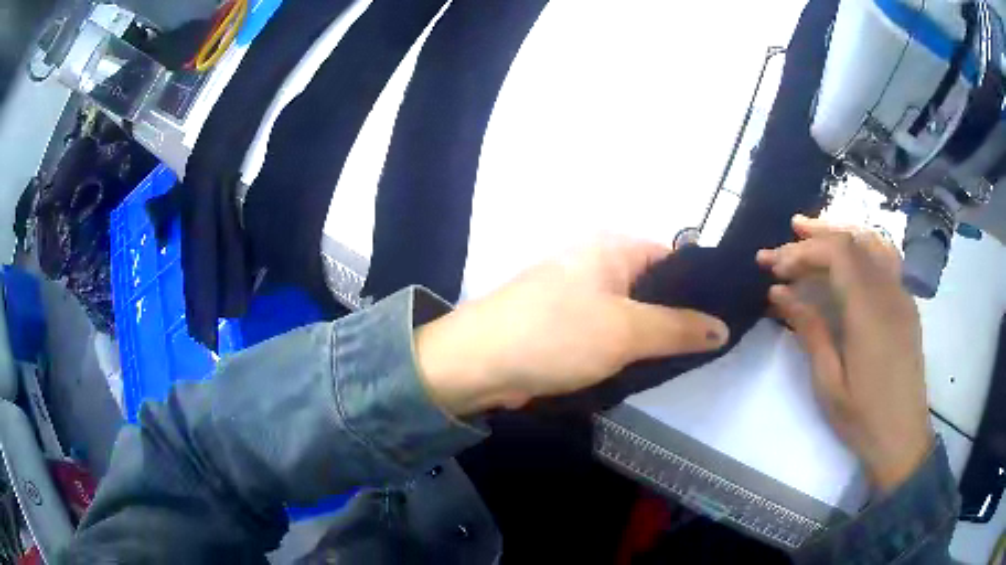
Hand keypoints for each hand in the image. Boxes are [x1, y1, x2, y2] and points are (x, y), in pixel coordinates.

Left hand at [415, 236, 728, 415]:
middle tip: (708, 347)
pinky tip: (644, 367)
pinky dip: (625, 347)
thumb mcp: (626, 331)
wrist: (477, 364)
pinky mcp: (564, 324)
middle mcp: (595, 263)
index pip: (672, 258)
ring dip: (651, 336)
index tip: (723, 318)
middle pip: (653, 287)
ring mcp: (577, 294)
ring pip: (631, 313)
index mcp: (611, 247)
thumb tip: (723, 328)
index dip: (700, 286)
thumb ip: (678, 329)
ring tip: (684, 360)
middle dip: (677, 317)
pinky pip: (608, 331)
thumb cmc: (556, 335)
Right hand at [757, 216, 932, 491]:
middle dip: (816, 235)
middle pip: (853, 241)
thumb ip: (809, 331)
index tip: (775, 267)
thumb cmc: (863, 418)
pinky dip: (861, 246)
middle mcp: (889, 292)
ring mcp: (902, 295)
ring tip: (813, 232)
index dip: (804, 251)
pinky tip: (848, 257)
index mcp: (870, 311)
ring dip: (841, 231)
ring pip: (873, 242)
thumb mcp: (829, 383)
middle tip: (786, 236)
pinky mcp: (906, 305)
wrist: (903, 438)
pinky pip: (885, 259)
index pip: (837, 254)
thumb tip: (780, 293)